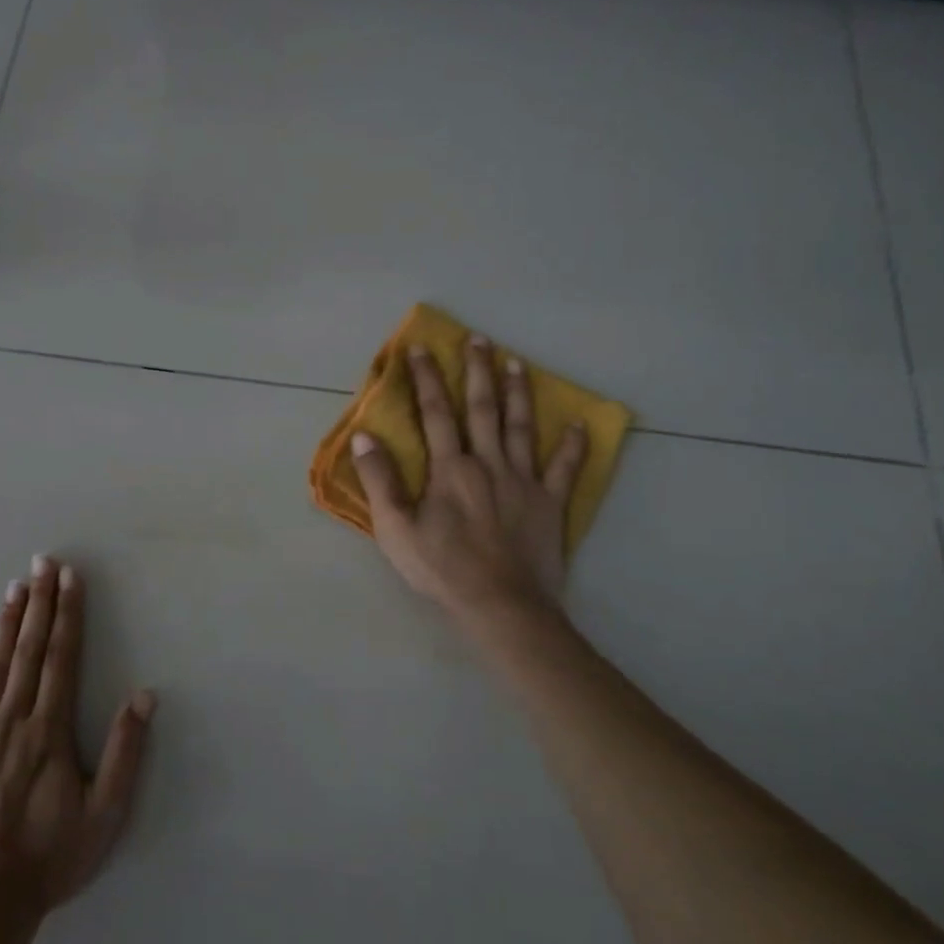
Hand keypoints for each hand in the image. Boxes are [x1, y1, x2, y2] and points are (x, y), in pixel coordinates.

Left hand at [0, 556, 154, 915]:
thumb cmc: (50, 858)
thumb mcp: (104, 813)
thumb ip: (125, 751)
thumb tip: (144, 695)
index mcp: (48, 730)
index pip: (62, 658)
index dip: (67, 614)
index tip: (69, 578)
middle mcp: (11, 721)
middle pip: (28, 651)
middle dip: (38, 603)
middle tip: (42, 562)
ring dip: (5, 625)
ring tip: (13, 587)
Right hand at [352, 337, 587, 622]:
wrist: (500, 605)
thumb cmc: (443, 568)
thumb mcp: (395, 528)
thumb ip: (380, 480)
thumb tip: (363, 436)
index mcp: (450, 468)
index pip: (435, 413)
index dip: (426, 379)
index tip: (421, 348)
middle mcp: (488, 463)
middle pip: (483, 408)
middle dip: (478, 371)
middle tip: (479, 339)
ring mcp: (523, 481)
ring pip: (521, 427)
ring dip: (518, 393)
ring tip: (517, 362)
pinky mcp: (549, 503)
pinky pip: (564, 469)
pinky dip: (572, 446)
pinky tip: (579, 425)